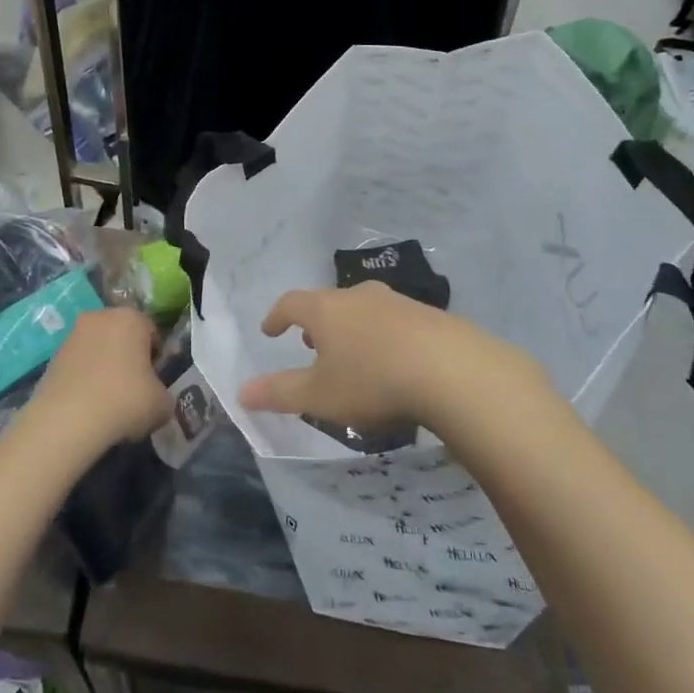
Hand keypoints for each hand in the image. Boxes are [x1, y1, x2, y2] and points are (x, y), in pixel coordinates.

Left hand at [30, 307, 172, 450]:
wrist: (68, 420)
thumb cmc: (124, 401)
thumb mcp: (162, 404)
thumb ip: (164, 394)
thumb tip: (156, 398)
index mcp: (131, 318)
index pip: (152, 332)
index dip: (155, 357)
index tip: (154, 381)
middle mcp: (101, 317)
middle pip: (122, 336)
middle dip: (128, 357)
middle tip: (133, 389)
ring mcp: (73, 335)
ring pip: (98, 349)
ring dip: (104, 367)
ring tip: (108, 401)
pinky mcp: (53, 357)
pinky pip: (78, 365)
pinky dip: (84, 379)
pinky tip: (88, 405)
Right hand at [240, 284, 530, 434]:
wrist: (452, 370)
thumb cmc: (372, 380)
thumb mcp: (319, 396)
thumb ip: (278, 393)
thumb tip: (241, 393)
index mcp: (326, 310)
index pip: (291, 303)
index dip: (277, 316)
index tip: (270, 329)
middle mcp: (359, 296)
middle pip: (329, 303)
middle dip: (316, 324)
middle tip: (312, 345)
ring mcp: (397, 302)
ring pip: (363, 310)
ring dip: (351, 329)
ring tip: (352, 355)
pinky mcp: (429, 316)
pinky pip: (395, 322)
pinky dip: (383, 337)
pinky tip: (394, 362)